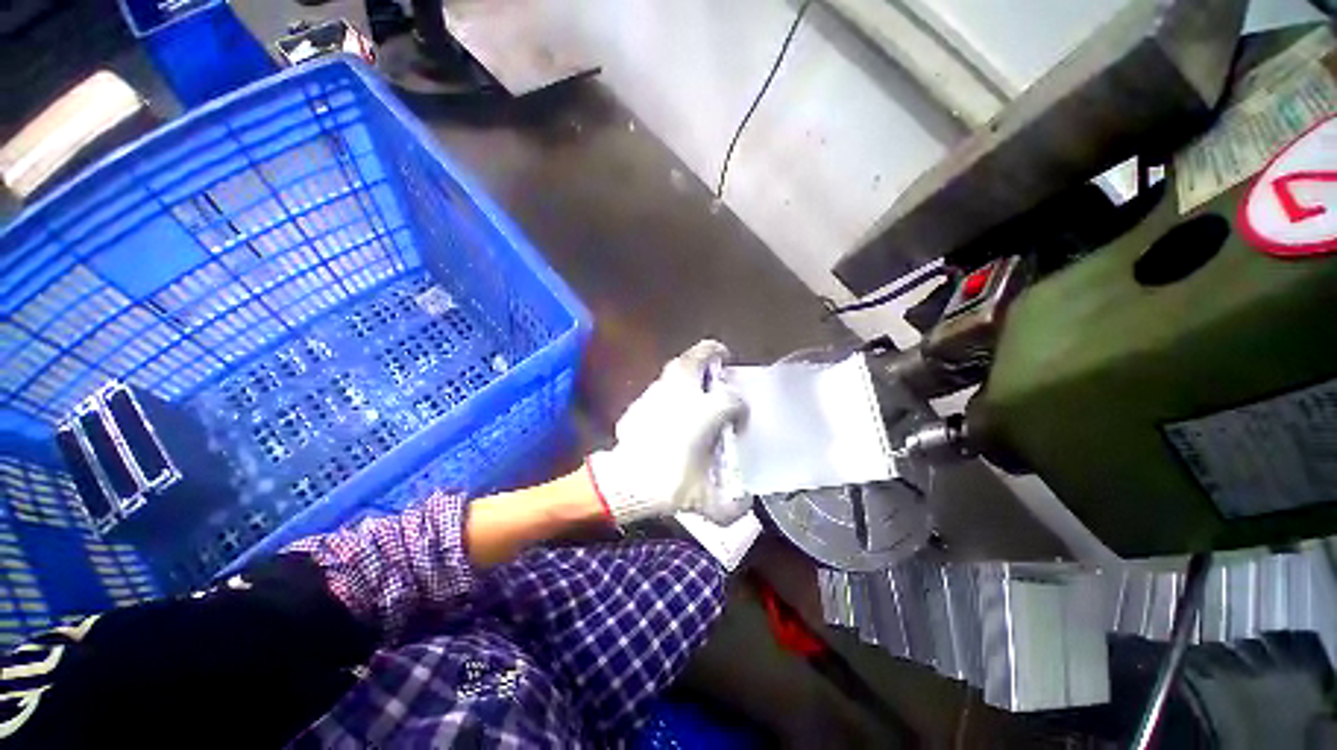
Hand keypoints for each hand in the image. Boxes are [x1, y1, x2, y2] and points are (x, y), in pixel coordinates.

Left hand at [588, 340, 749, 525]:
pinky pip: (660, 385)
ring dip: (689, 365)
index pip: (732, 399)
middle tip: (720, 355)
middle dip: (711, 352)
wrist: (626, 481)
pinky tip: (671, 401)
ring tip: (696, 375)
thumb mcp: (704, 500)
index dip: (740, 407)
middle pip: (698, 358)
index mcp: (706, 412)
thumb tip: (745, 505)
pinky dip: (669, 386)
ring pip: (676, 366)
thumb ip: (730, 507)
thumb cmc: (670, 483)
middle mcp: (684, 395)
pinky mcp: (641, 401)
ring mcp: (659, 394)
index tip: (739, 418)